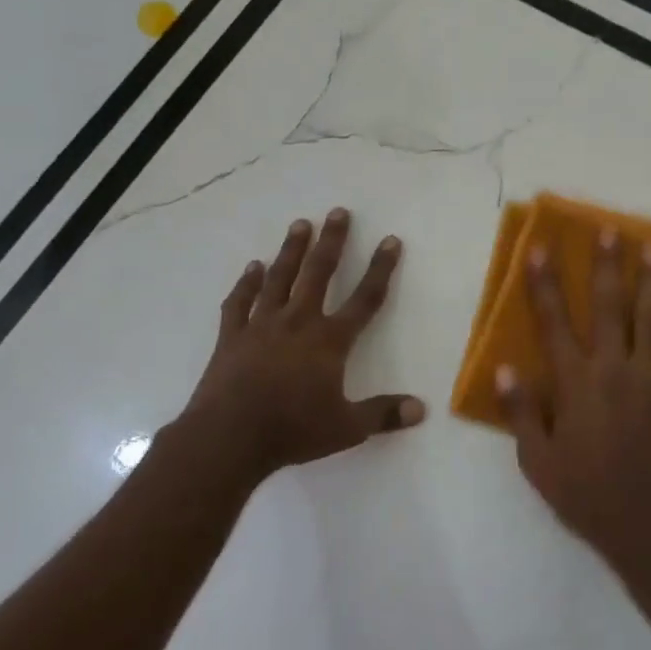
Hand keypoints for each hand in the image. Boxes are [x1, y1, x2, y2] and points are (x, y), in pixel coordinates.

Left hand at [181, 210, 423, 482]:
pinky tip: (253, 267)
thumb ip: (384, 415)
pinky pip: (240, 301)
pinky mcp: (232, 336)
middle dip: (332, 242)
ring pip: (279, 278)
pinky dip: (247, 283)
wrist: (229, 437)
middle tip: (338, 212)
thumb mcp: (347, 428)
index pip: (364, 299)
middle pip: (318, 274)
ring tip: (300, 224)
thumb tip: (421, 409)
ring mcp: (261, 326)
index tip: (390, 240)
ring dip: (291, 250)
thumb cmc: (293, 430)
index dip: (380, 269)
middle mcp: (298, 322)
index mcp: (329, 341)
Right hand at [496, 230, 650, 580]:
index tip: (540, 249)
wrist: (646, 529)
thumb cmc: (584, 496)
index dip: (545, 284)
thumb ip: (521, 414)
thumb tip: (507, 370)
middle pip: (610, 309)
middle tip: (609, 230)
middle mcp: (616, 372)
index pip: (554, 324)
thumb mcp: (537, 462)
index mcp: (576, 386)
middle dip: (606, 266)